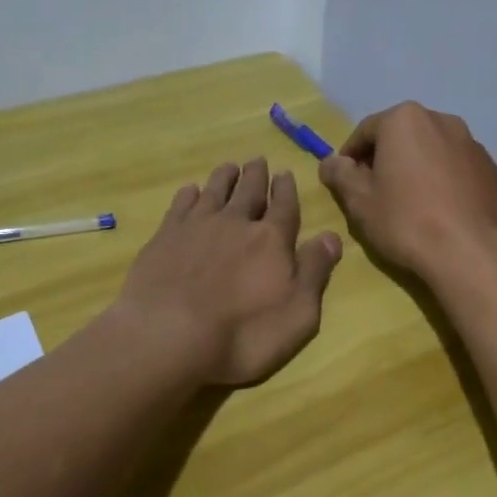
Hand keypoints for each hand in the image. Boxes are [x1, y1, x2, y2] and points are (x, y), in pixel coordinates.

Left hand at [115, 158, 342, 387]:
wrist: (167, 336)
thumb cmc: (242, 335)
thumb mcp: (297, 315)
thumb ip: (315, 272)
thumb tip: (331, 237)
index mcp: (271, 240)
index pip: (284, 206)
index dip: (285, 189)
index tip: (284, 173)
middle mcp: (236, 223)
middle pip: (249, 191)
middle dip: (256, 175)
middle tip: (258, 160)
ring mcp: (196, 227)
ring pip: (214, 191)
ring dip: (224, 177)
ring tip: (229, 167)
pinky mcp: (164, 237)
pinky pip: (180, 205)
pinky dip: (188, 194)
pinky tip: (190, 190)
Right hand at [319, 102, 496, 281]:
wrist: (471, 253)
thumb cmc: (406, 221)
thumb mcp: (359, 201)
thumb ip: (340, 175)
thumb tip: (330, 162)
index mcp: (405, 119)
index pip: (366, 131)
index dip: (351, 156)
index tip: (345, 181)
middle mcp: (441, 120)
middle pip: (402, 136)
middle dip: (385, 158)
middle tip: (375, 191)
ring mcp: (471, 143)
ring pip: (431, 150)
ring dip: (416, 167)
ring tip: (409, 202)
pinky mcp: (491, 169)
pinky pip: (456, 167)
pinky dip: (443, 179)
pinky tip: (439, 210)